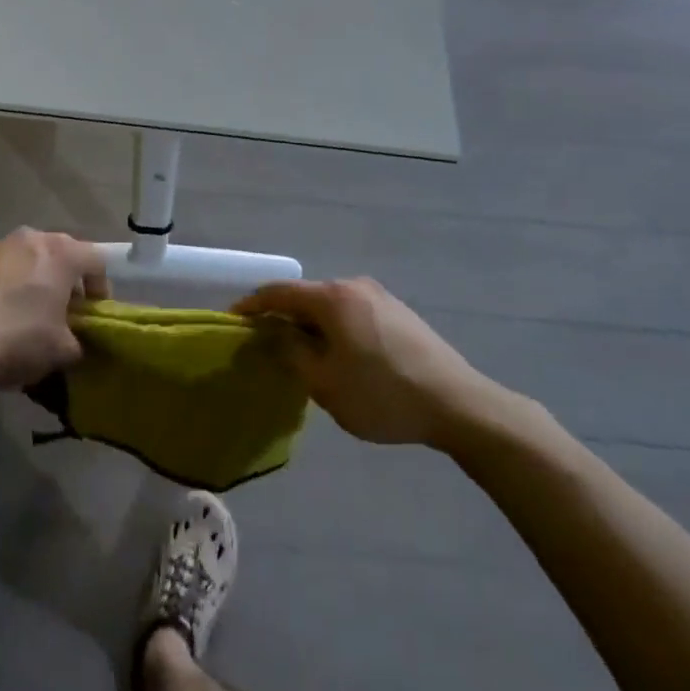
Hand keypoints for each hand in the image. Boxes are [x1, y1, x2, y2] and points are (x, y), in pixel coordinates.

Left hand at [0, 228, 104, 393]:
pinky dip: (3, 286)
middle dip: (65, 280)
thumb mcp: (62, 351)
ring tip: (26, 313)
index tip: (93, 312)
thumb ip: (77, 341)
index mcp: (62, 253)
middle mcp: (30, 239)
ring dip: (33, 280)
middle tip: (63, 311)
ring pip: (26, 259)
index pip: (96, 260)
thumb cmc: (18, 341)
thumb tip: (72, 342)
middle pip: (60, 254)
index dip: (101, 287)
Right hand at [234, 277, 498, 446]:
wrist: (458, 404)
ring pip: (330, 307)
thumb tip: (273, 334)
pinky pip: (352, 314)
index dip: (251, 306)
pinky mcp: (399, 313)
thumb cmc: (382, 394)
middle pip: (305, 297)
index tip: (231, 322)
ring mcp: (381, 297)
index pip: (278, 292)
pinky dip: (335, 330)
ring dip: (311, 327)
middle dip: (282, 319)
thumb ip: (291, 353)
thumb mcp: (325, 383)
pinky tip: (340, 358)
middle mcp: (354, 286)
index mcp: (332, 297)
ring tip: (302, 357)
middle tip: (265, 347)